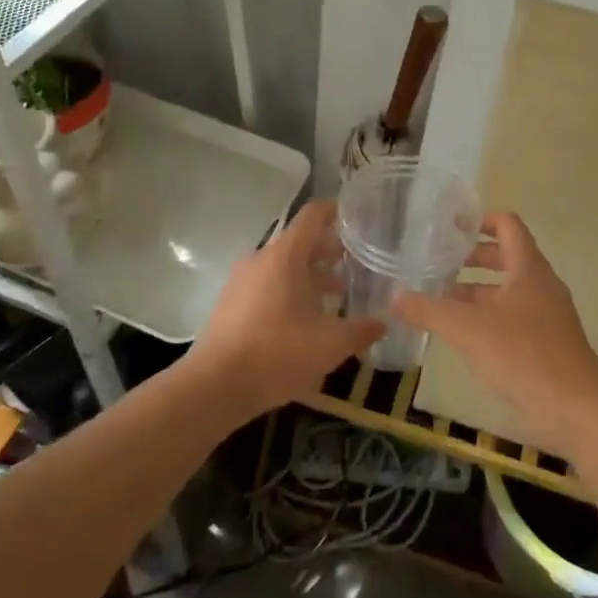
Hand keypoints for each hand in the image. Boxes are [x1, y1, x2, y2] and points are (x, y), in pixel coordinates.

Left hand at [186, 200, 382, 420]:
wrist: (214, 387)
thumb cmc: (276, 353)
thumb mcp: (329, 344)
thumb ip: (360, 331)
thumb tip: (384, 323)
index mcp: (285, 256)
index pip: (313, 216)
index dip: (336, 211)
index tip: (357, 216)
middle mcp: (261, 259)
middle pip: (299, 242)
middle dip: (328, 250)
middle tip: (354, 263)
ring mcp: (241, 281)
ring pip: (282, 266)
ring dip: (309, 275)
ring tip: (334, 295)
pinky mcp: (230, 304)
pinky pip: (266, 285)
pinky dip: (289, 291)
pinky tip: (304, 319)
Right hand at [392, 212, 597, 459]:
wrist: (579, 413)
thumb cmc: (524, 357)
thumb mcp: (468, 330)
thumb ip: (429, 310)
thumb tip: (393, 295)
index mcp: (529, 268)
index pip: (508, 225)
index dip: (480, 220)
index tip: (450, 226)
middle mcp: (541, 285)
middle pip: (506, 257)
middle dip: (471, 258)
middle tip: (436, 262)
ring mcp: (547, 317)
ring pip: (507, 291)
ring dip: (476, 292)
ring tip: (439, 300)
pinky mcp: (547, 346)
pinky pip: (513, 319)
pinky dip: (487, 318)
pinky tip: (462, 337)